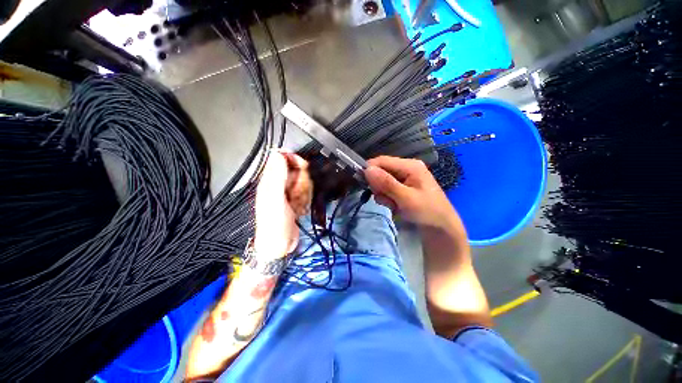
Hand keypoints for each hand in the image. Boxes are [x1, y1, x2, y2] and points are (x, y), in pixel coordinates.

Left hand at [254, 150, 311, 258]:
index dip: (292, 159)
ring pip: (302, 182)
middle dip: (301, 180)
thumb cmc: (275, 224)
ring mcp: (287, 193)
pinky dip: (306, 199)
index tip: (303, 166)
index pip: (280, 158)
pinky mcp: (295, 201)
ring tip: (298, 204)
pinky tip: (301, 209)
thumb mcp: (275, 200)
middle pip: (295, 170)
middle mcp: (278, 184)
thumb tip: (278, 153)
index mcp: (269, 181)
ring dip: (304, 192)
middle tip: (299, 192)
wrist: (279, 245)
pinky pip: (305, 192)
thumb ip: (277, 177)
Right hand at [364, 156, 462, 233]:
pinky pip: (387, 190)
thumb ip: (386, 183)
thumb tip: (367, 169)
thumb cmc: (427, 212)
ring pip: (382, 182)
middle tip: (387, 199)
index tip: (363, 183)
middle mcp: (406, 169)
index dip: (370, 170)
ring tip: (394, 205)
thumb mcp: (406, 198)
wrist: (441, 228)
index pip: (382, 161)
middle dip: (379, 187)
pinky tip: (395, 206)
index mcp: (410, 166)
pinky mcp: (402, 188)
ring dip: (383, 195)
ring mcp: (404, 179)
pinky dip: (387, 199)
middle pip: (381, 171)